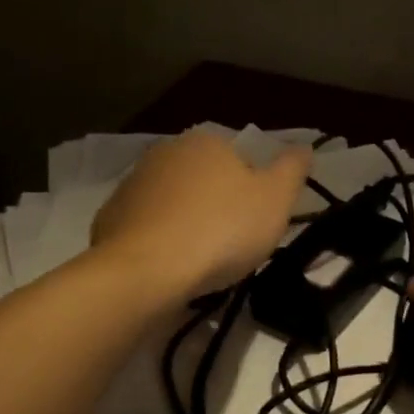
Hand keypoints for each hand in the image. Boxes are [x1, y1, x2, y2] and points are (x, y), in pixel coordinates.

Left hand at [91, 131, 310, 299]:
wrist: (146, 271)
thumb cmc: (221, 230)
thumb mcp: (275, 200)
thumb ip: (292, 170)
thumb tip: (303, 147)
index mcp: (206, 142)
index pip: (239, 159)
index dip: (252, 191)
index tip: (257, 223)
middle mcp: (165, 153)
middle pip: (204, 180)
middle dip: (218, 205)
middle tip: (233, 244)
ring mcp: (132, 185)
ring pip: (174, 203)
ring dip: (187, 223)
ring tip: (201, 261)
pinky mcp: (110, 219)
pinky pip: (147, 228)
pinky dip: (160, 242)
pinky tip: (170, 267)